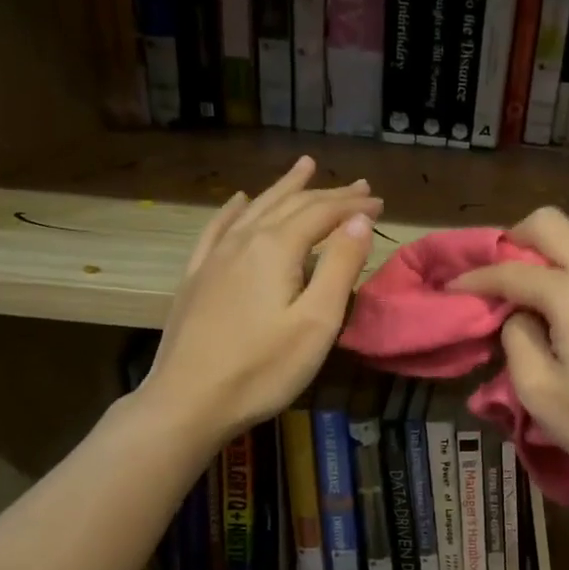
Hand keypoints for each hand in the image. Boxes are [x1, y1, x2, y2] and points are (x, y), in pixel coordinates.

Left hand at [143, 157, 381, 442]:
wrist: (188, 402)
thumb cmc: (263, 369)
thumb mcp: (316, 322)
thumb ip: (339, 266)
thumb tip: (358, 221)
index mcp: (276, 249)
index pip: (322, 214)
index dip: (353, 207)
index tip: (380, 203)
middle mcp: (244, 241)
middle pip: (291, 205)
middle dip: (328, 194)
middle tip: (359, 186)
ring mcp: (214, 258)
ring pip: (257, 209)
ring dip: (285, 188)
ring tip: (305, 168)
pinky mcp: (197, 278)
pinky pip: (218, 229)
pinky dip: (235, 209)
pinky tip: (239, 201)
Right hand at [450, 207, 568, 507]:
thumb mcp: (541, 393)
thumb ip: (517, 341)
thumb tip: (519, 316)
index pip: (512, 271)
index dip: (475, 279)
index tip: (450, 289)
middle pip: (553, 224)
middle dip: (516, 239)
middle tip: (497, 272)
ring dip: (559, 246)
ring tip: (541, 283)